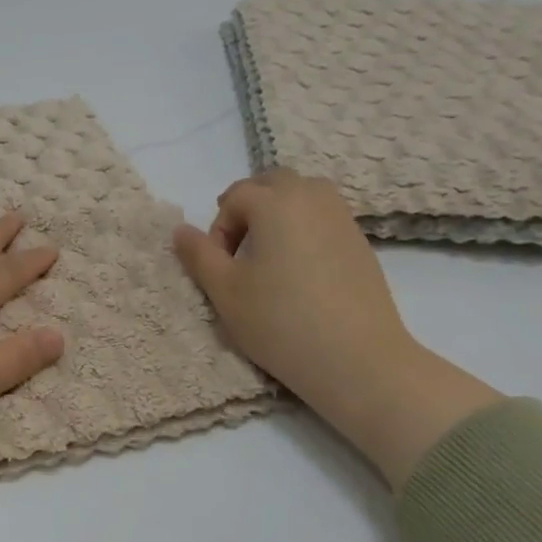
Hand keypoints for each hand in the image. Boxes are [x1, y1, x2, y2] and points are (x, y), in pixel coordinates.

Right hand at [173, 171, 500, 491]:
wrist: (356, 359)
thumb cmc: (280, 321)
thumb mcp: (224, 291)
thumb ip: (198, 254)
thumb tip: (181, 230)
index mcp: (275, 202)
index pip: (234, 197)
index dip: (219, 229)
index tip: (220, 267)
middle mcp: (311, 197)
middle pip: (271, 182)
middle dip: (248, 207)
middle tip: (239, 251)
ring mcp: (342, 217)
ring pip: (302, 194)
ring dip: (278, 213)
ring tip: (269, 256)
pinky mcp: (360, 241)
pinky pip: (323, 216)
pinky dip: (304, 227)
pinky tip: (300, 271)